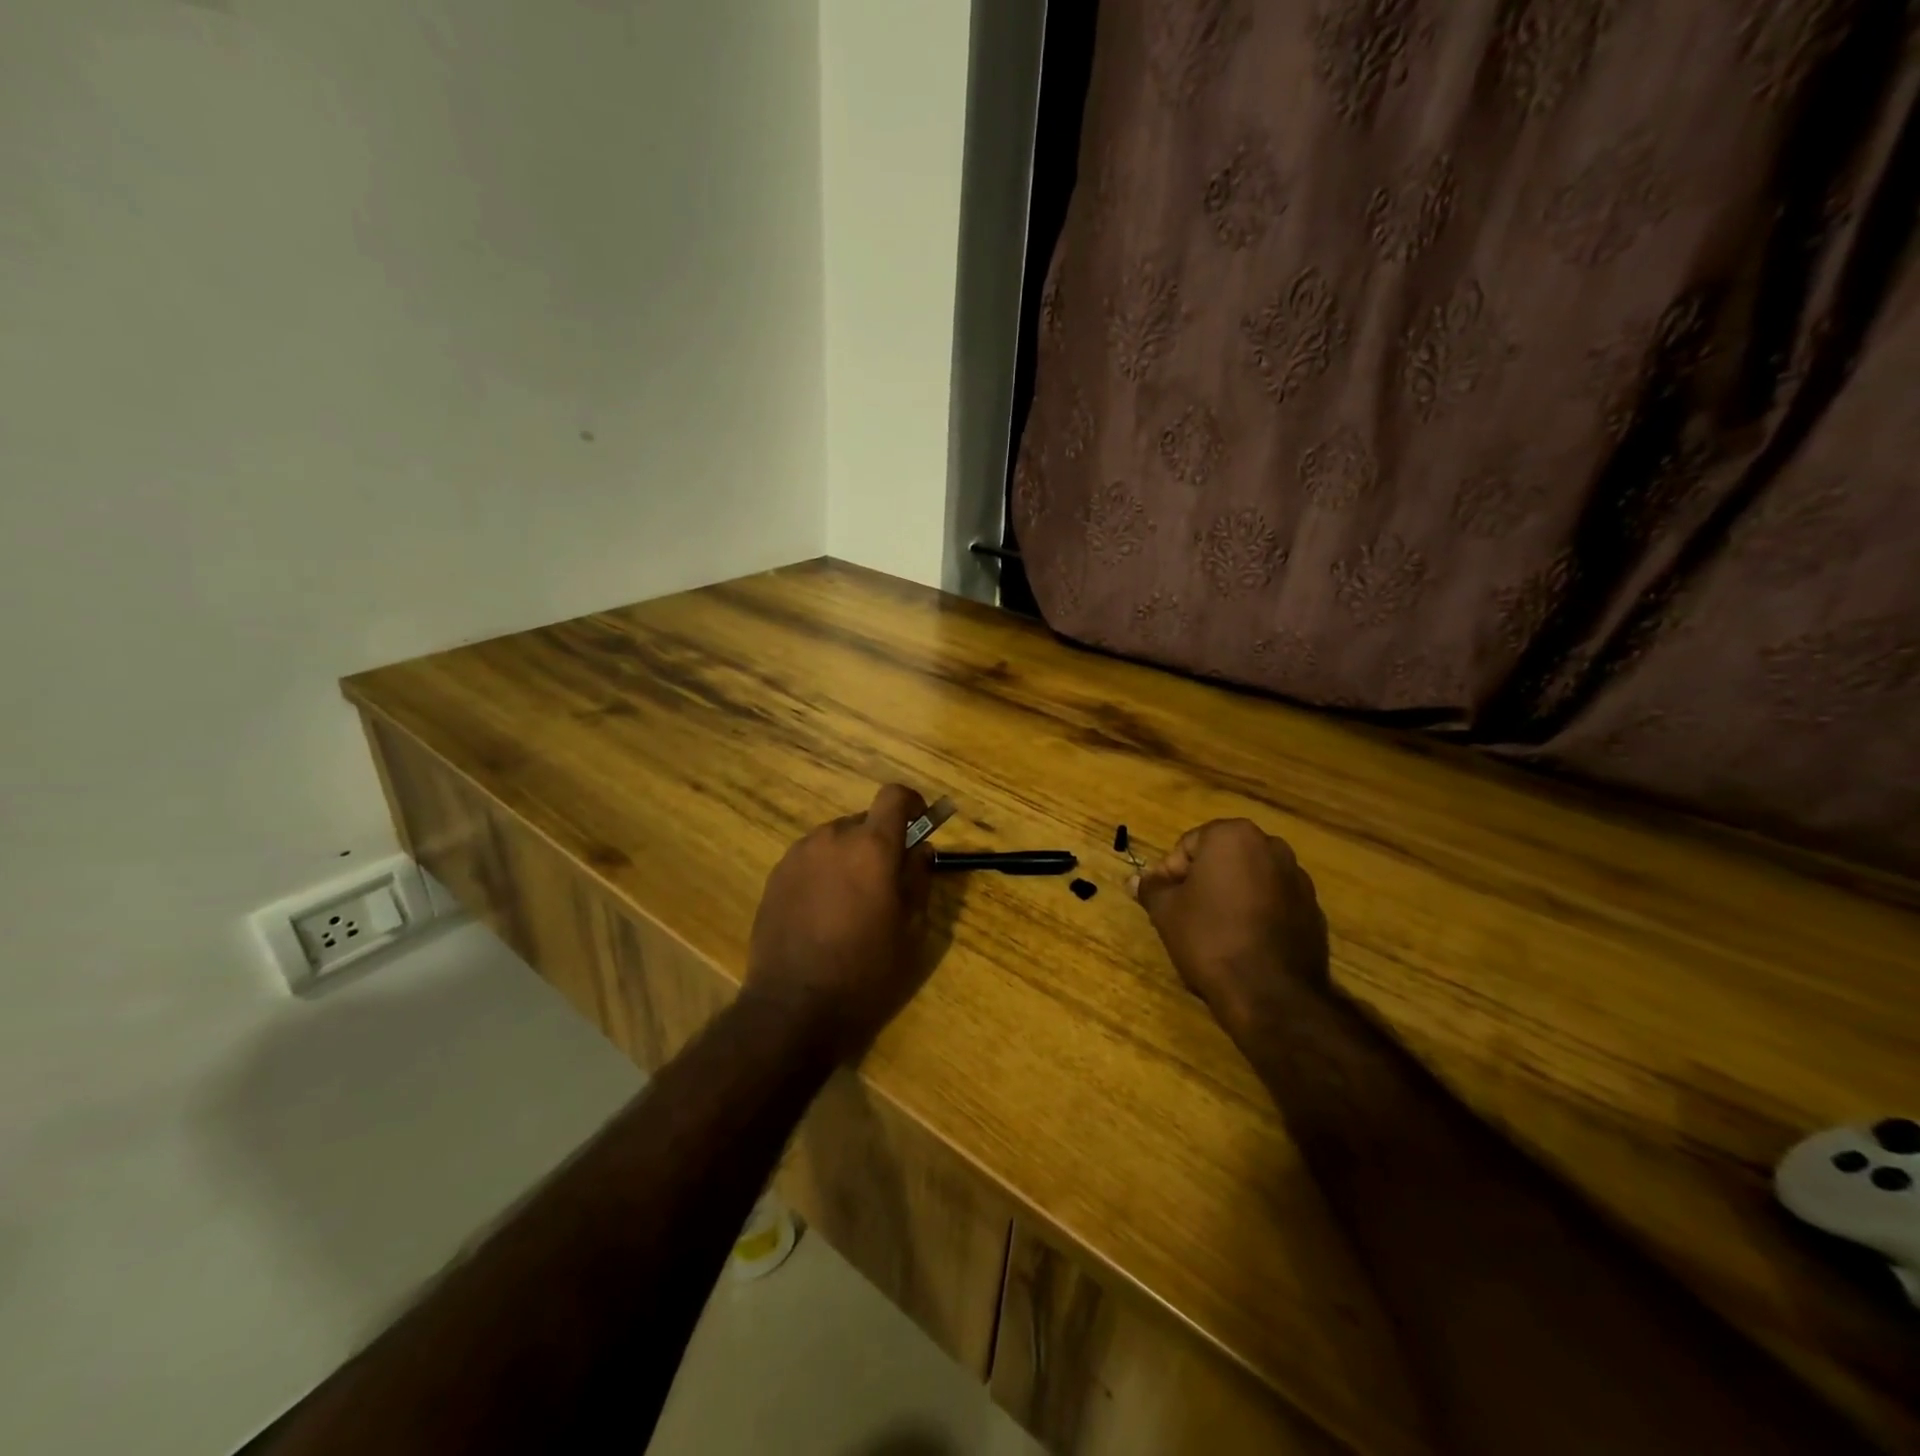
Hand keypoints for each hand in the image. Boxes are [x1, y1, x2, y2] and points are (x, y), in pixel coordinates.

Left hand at [743, 783, 935, 1061]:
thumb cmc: (866, 971)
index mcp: (872, 847)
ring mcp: (798, 855)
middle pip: (864, 821)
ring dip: (849, 858)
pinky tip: (822, 914)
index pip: (895, 796)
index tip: (919, 827)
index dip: (912, 805)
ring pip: (835, 841)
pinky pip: (810, 860)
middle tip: (886, 882)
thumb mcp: (911, 929)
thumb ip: (919, 878)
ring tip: (851, 903)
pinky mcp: (776, 876)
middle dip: (880, 842)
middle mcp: (832, 838)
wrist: (794, 1008)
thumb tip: (921, 850)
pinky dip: (824, 873)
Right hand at [1129, 819, 1329, 1042]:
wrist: (1271, 993)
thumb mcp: (1166, 912)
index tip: (1164, 902)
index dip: (1171, 873)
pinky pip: (1273, 903)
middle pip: (1222, 859)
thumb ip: (1151, 888)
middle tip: (1184, 914)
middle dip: (1202, 881)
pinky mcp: (1313, 911)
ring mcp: (1298, 879)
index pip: (1189, 845)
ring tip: (1213, 932)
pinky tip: (1242, 944)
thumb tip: (1134, 880)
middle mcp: (1272, 847)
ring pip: (1249, 880)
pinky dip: (1255, 914)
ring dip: (1229, 897)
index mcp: (1234, 836)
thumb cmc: (1210, 938)